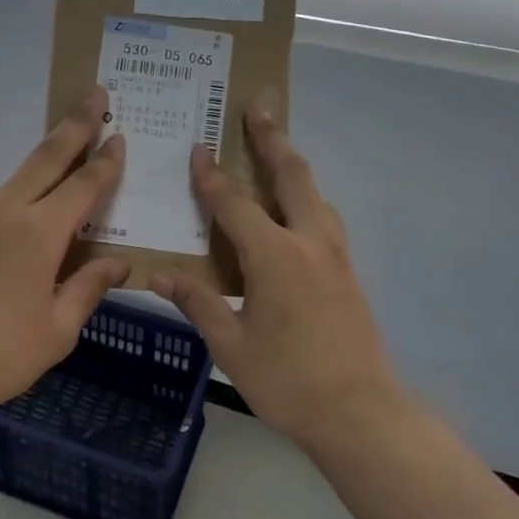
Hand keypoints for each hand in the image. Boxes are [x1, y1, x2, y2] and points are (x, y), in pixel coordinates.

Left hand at [0, 87, 128, 428]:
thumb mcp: (58, 329)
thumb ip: (89, 288)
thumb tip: (119, 264)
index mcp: (39, 233)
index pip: (84, 185)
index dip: (106, 161)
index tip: (121, 135)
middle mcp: (8, 212)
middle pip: (48, 156)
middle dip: (75, 124)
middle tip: (96, 94)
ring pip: (22, 172)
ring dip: (50, 151)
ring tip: (73, 138)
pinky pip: (4, 196)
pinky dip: (29, 184)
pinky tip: (39, 197)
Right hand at [152, 101, 408, 450]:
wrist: (360, 411)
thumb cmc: (287, 380)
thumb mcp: (231, 345)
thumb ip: (197, 303)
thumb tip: (159, 275)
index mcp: (275, 257)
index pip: (236, 204)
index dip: (213, 176)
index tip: (199, 148)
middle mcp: (309, 243)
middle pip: (291, 176)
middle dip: (271, 138)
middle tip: (258, 106)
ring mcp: (335, 255)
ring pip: (315, 193)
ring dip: (293, 163)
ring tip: (277, 144)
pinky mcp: (347, 271)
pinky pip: (323, 216)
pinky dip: (305, 195)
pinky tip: (295, 206)